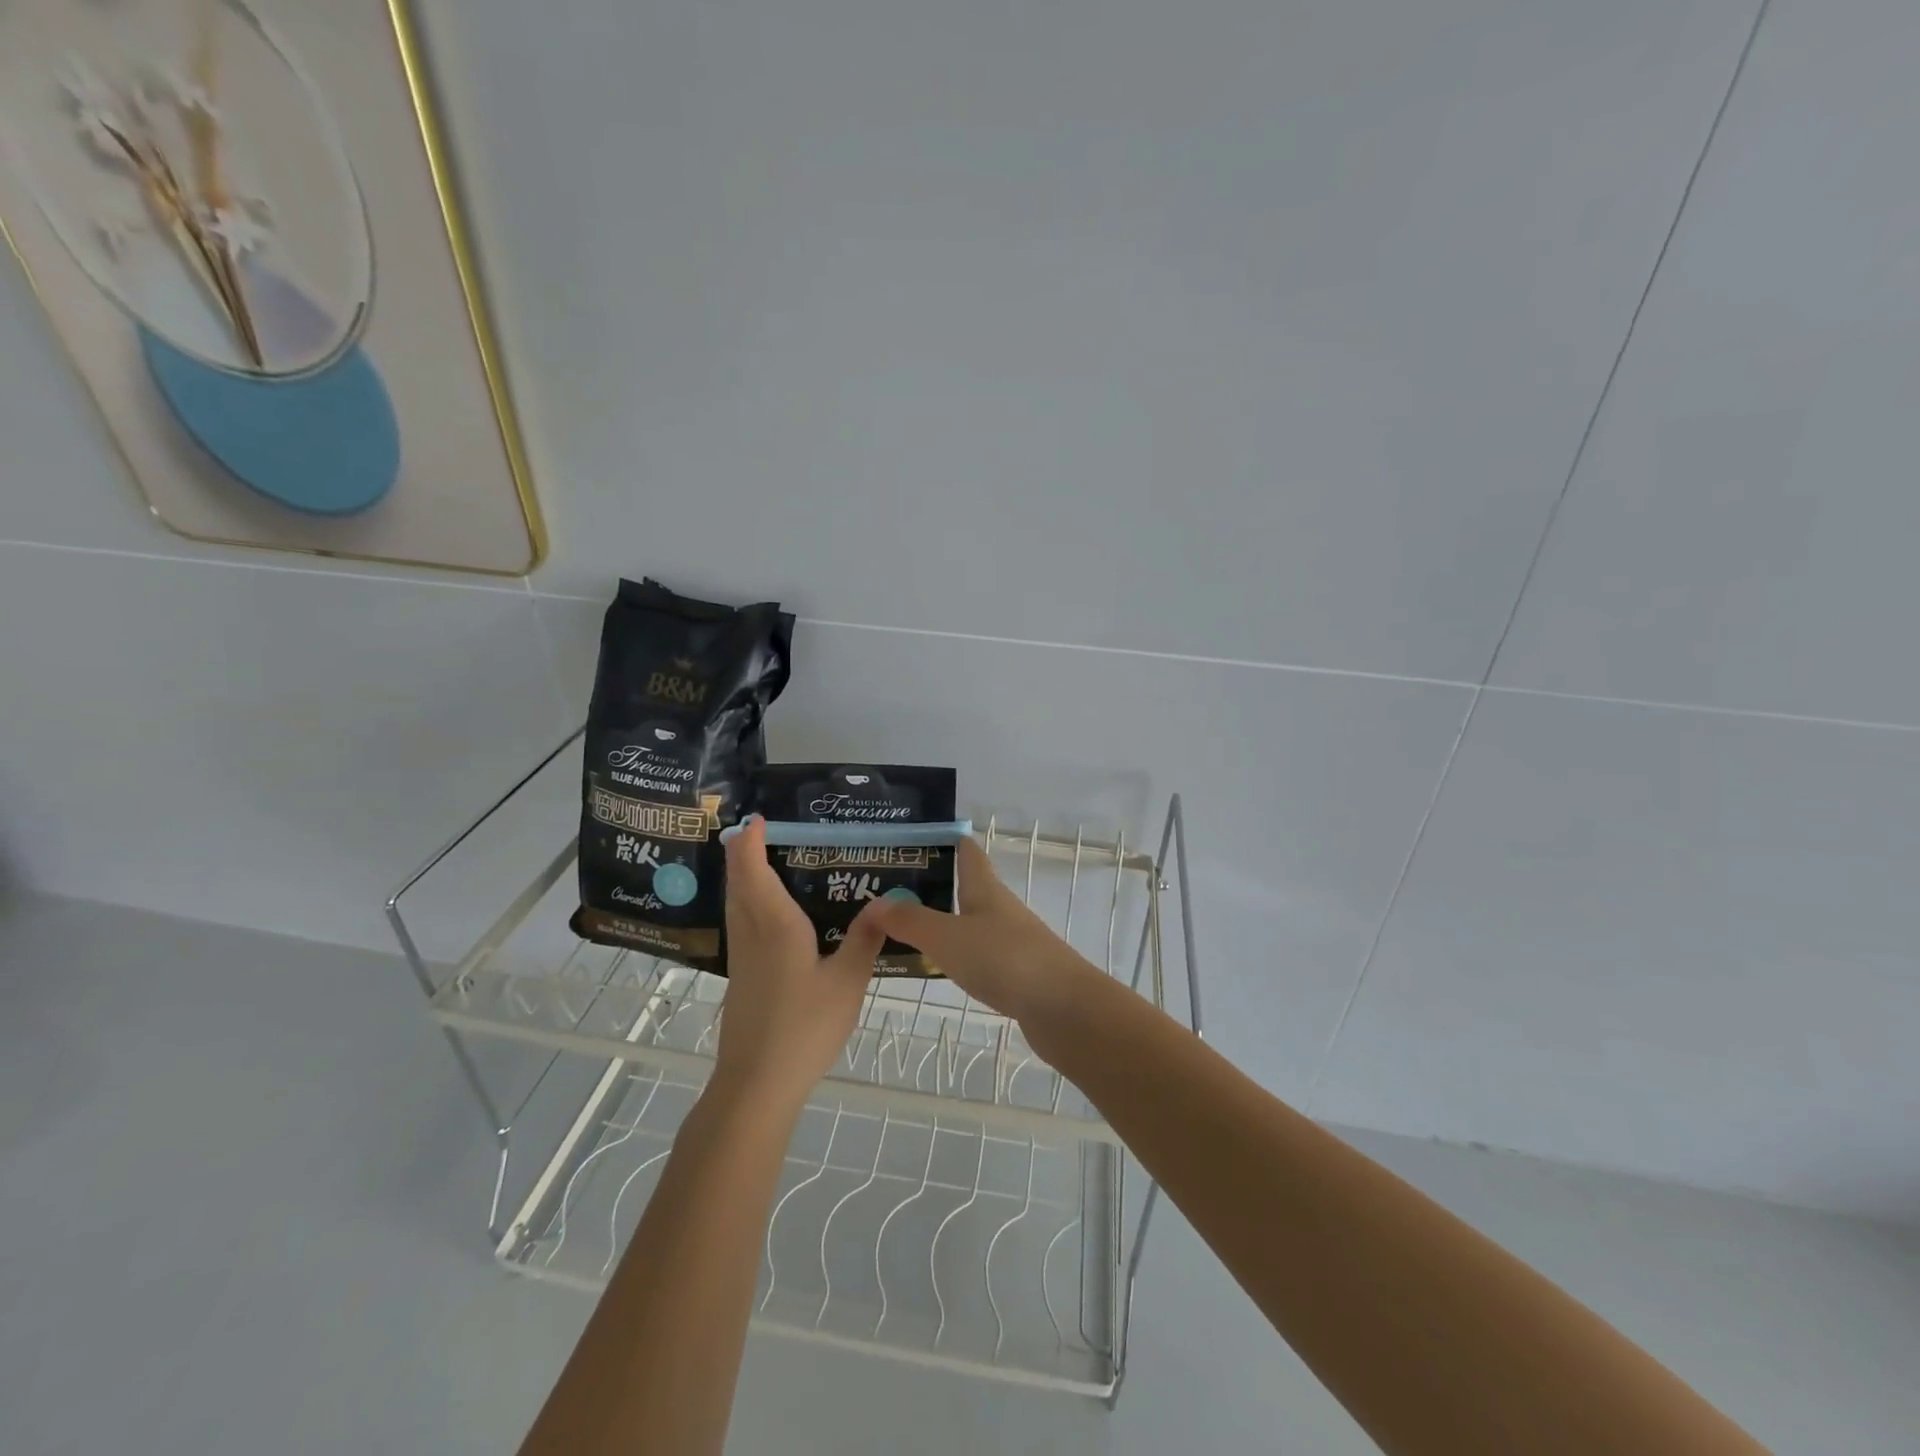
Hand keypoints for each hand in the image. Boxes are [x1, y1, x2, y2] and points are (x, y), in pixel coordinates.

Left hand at [713, 816, 885, 1112]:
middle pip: (738, 884)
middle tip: (758, 833)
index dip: (750, 842)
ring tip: (761, 864)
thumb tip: (886, 900)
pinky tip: (768, 918)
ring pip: (735, 906)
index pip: (754, 871)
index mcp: (776, 926)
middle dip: (742, 854)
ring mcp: (741, 960)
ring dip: (742, 879)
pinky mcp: (740, 980)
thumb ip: (866, 938)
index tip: (755, 819)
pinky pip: (740, 926)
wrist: (757, 1084)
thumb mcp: (848, 982)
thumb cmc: (804, 1028)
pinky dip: (747, 904)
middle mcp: (752, 935)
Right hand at [867, 837, 1091, 1023]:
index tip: (909, 841)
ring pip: (969, 923)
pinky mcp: (1016, 973)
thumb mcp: (948, 937)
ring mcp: (1010, 941)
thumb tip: (874, 903)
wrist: (1064, 1009)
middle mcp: (999, 908)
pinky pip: (977, 955)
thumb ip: (910, 921)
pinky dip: (954, 955)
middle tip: (886, 892)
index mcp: (985, 888)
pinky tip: (935, 968)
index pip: (966, 851)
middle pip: (965, 887)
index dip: (943, 840)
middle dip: (931, 886)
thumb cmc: (1004, 959)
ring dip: (940, 922)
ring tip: (900, 930)